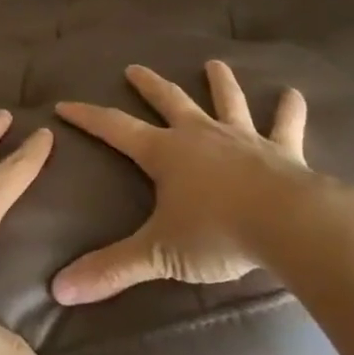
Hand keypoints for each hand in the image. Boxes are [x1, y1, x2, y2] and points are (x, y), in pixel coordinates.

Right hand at [52, 61, 353, 304]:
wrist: (289, 225)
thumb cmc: (218, 233)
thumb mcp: (159, 253)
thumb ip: (111, 269)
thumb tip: (59, 290)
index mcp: (165, 153)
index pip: (115, 128)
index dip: (88, 117)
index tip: (64, 104)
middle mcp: (200, 136)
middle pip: (169, 101)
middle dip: (149, 85)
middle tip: (134, 68)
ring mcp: (243, 139)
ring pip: (227, 103)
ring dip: (220, 83)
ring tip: (215, 64)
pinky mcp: (283, 152)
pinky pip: (286, 126)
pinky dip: (290, 110)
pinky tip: (294, 94)